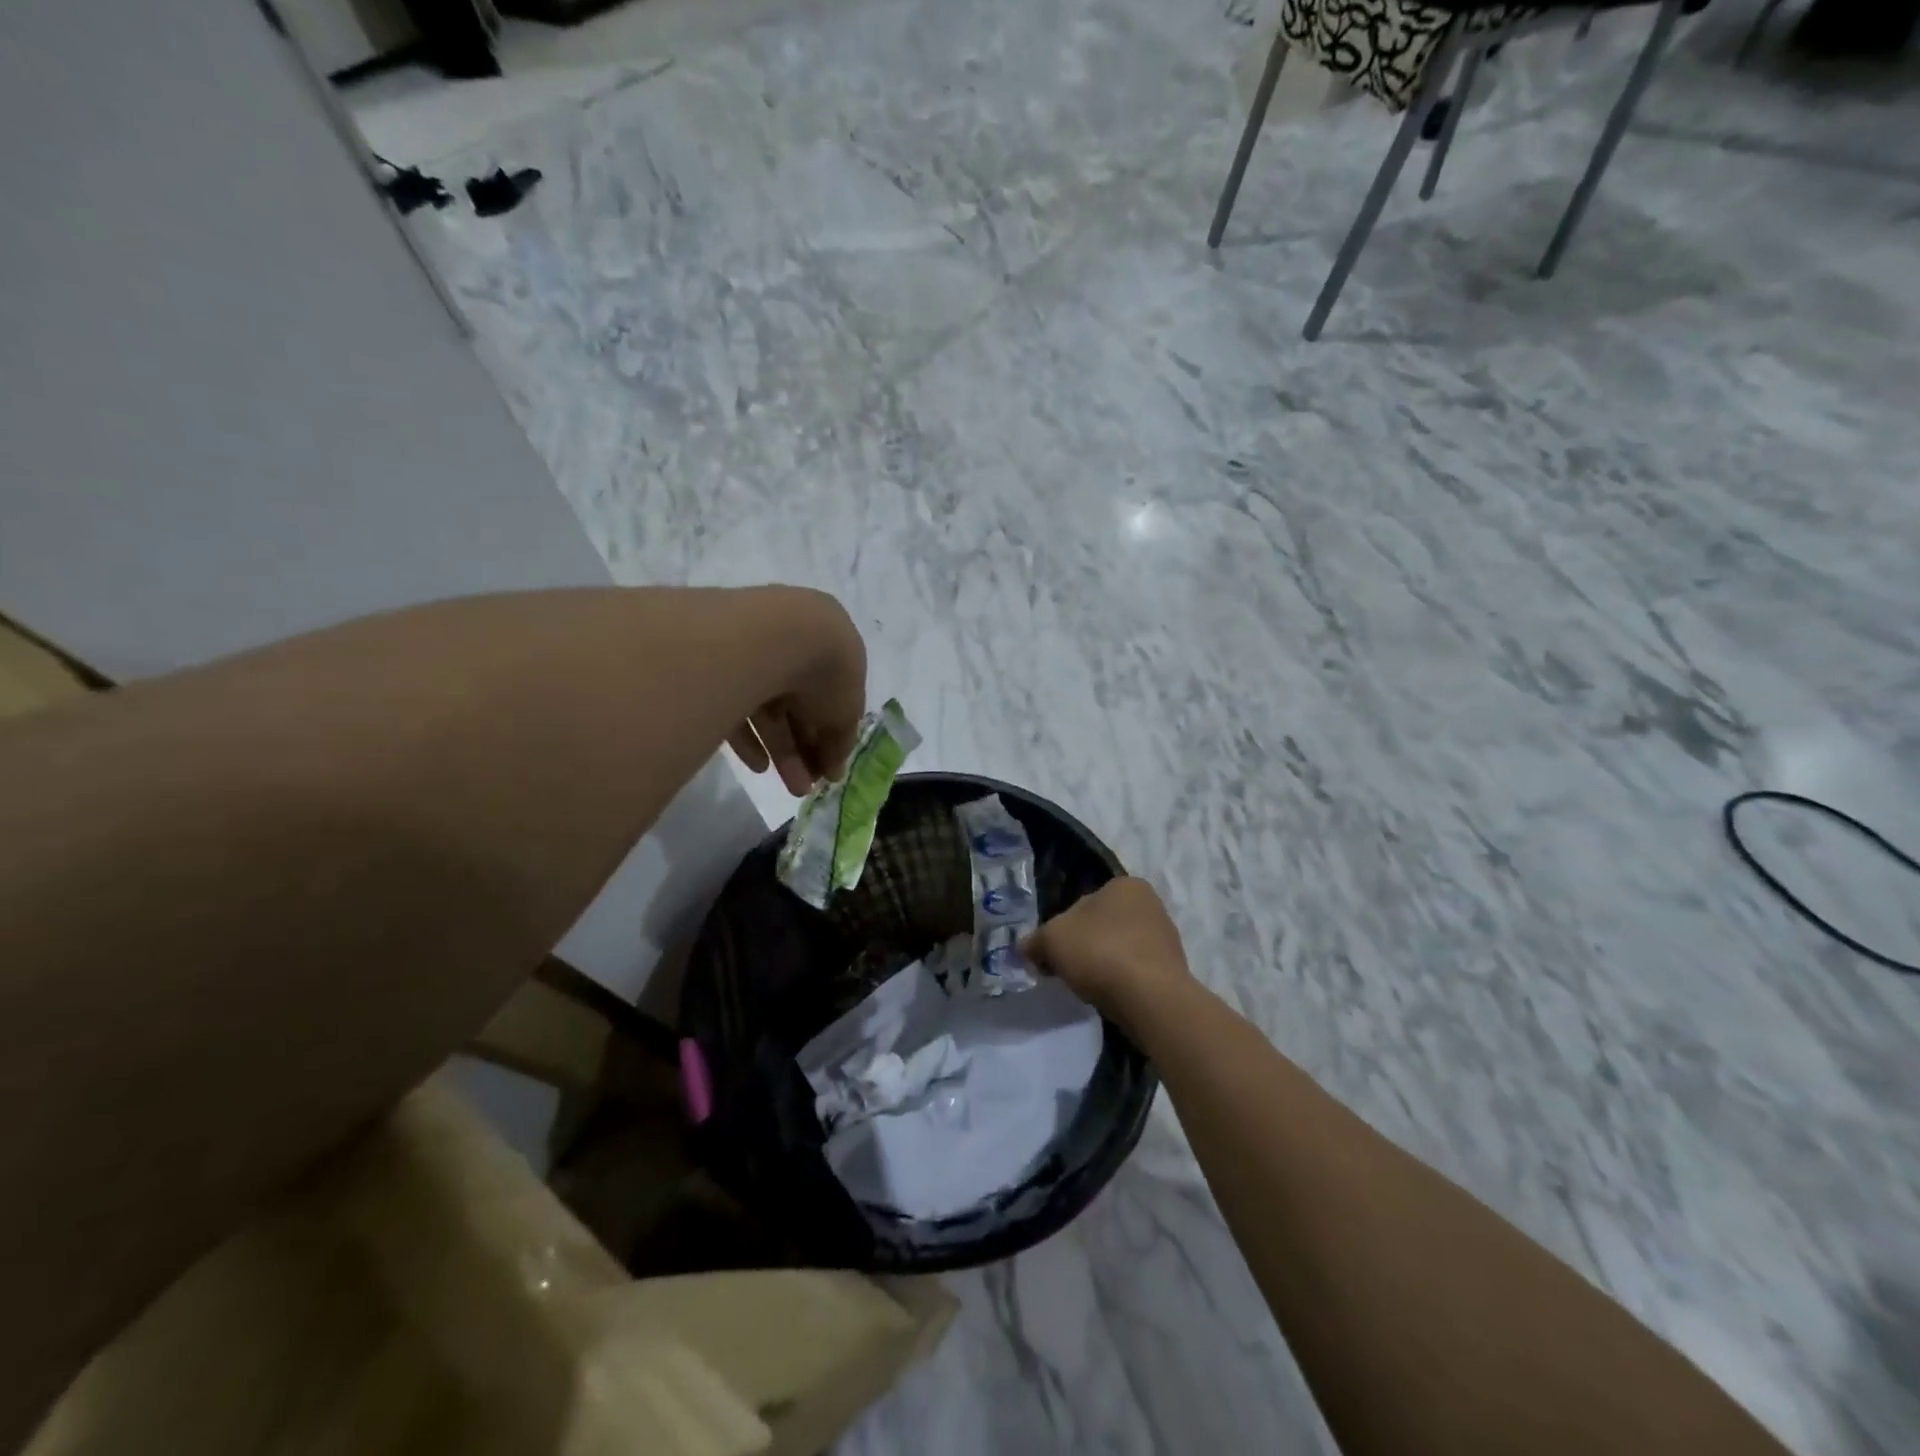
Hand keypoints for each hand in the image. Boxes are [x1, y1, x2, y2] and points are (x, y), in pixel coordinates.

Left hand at [725, 588, 867, 795]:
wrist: (774, 636)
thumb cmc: (826, 668)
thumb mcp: (847, 710)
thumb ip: (842, 741)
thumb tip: (834, 769)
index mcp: (831, 649)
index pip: (832, 699)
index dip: (833, 736)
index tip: (830, 770)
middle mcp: (793, 647)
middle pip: (801, 707)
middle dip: (808, 750)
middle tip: (809, 787)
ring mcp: (754, 656)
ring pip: (771, 712)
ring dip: (784, 752)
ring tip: (791, 787)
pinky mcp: (719, 668)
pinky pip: (737, 707)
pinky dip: (750, 738)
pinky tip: (759, 766)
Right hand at [1021, 877, 1194, 1030]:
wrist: (1151, 999)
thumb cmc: (1100, 952)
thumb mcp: (1052, 940)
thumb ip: (1035, 941)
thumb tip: (1025, 948)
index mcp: (1125, 885)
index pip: (1082, 903)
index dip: (1061, 929)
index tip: (1052, 954)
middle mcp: (1150, 904)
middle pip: (1101, 926)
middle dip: (1083, 947)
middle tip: (1066, 971)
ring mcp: (1166, 938)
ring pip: (1119, 949)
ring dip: (1102, 965)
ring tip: (1089, 987)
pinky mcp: (1172, 971)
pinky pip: (1135, 972)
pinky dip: (1121, 982)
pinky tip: (1111, 996)